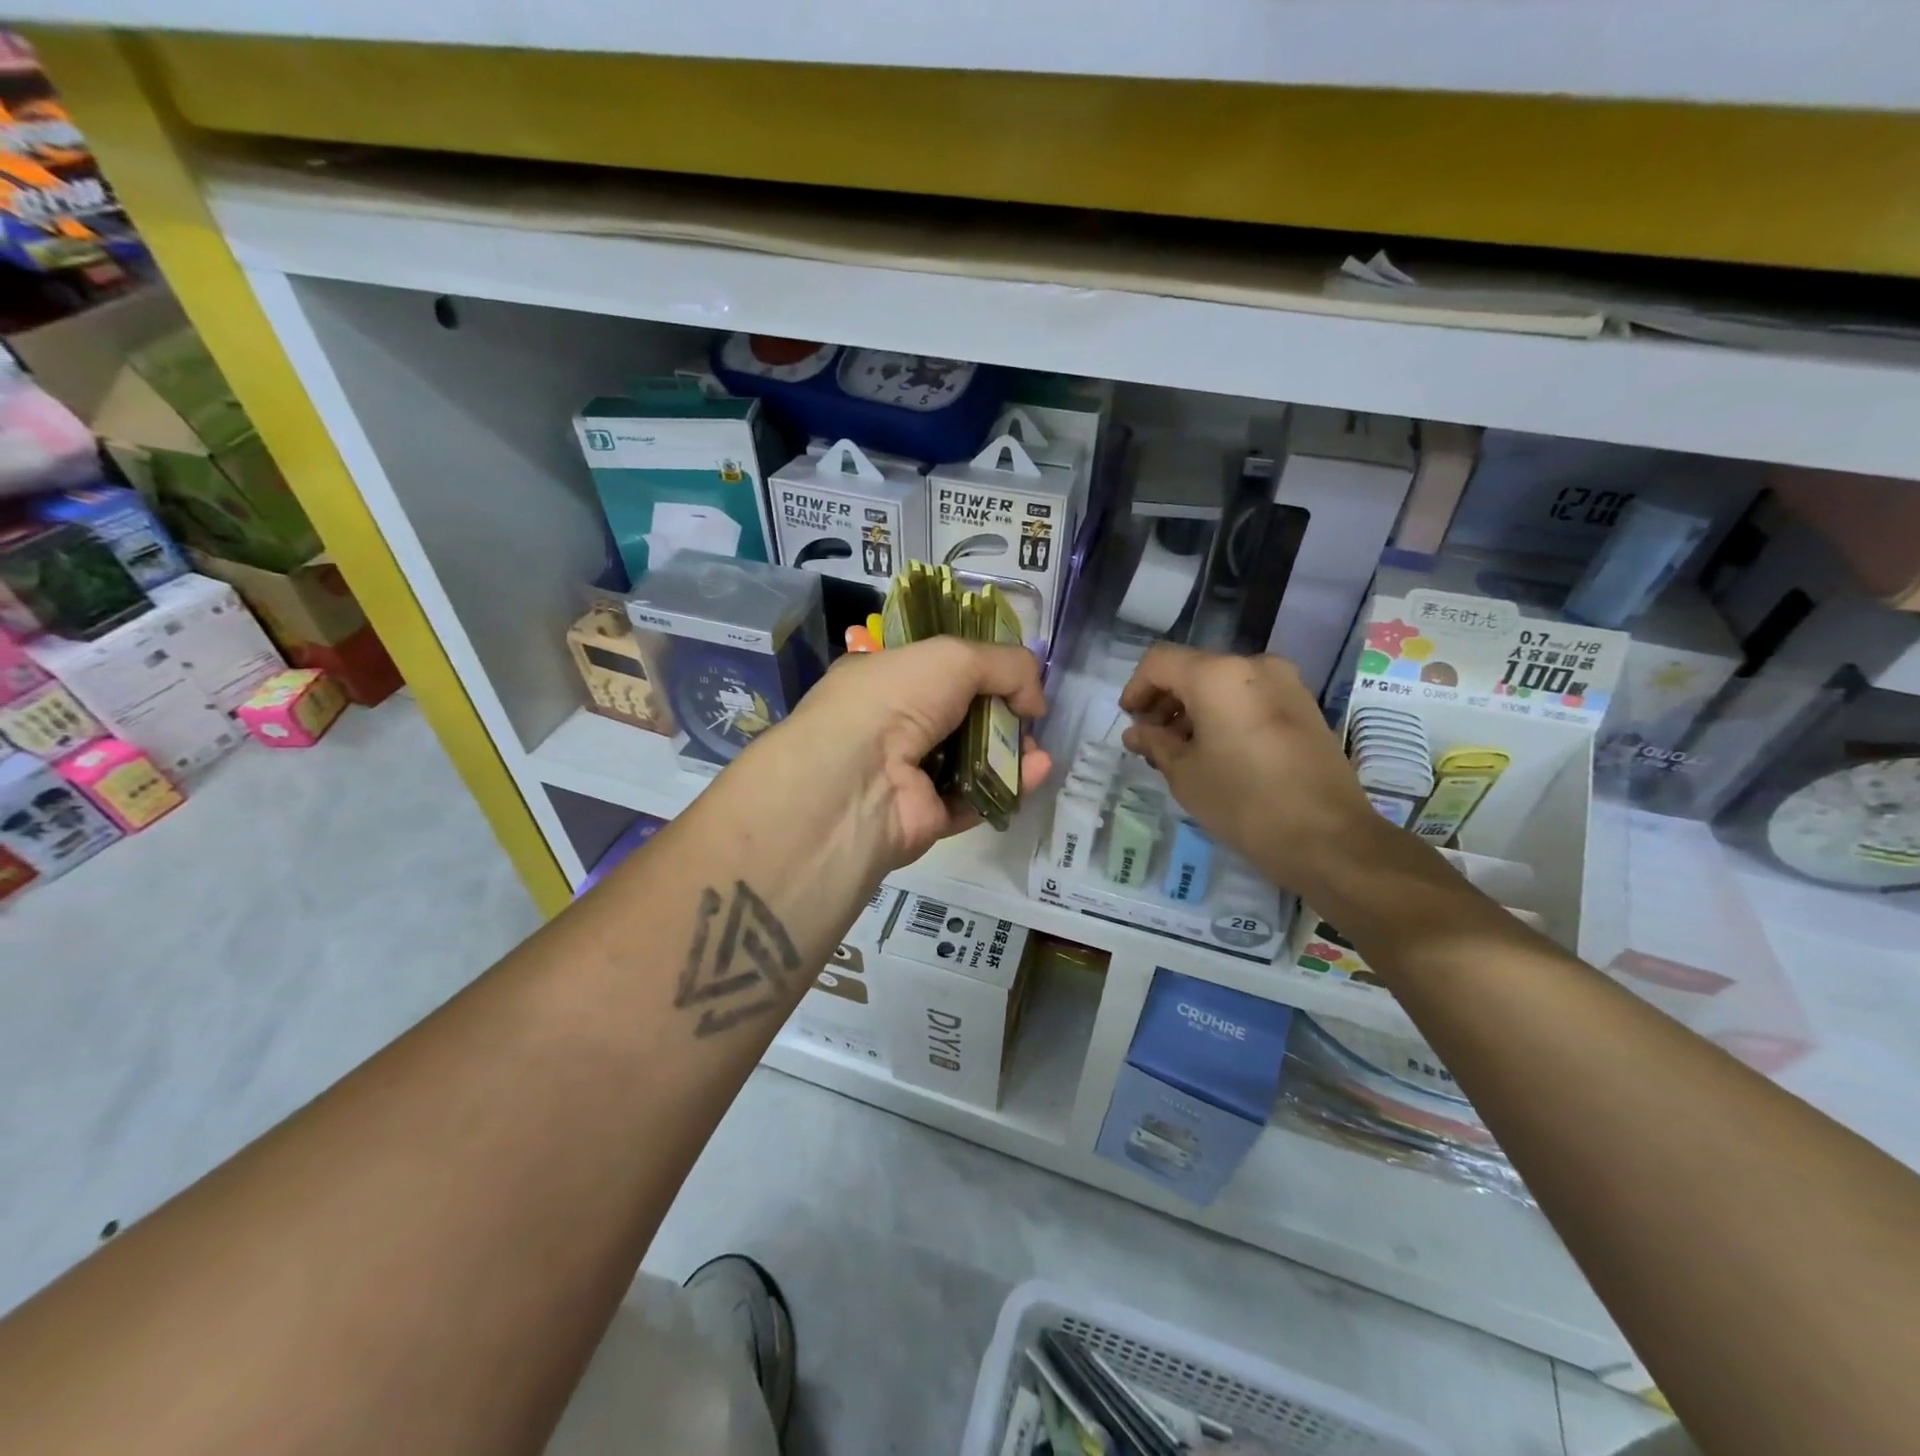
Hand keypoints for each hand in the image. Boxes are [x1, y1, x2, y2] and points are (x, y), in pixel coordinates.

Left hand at [745, 637, 1051, 871]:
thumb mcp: (954, 656)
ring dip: (1009, 751)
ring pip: (970, 760)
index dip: (978, 669)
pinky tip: (1036, 772)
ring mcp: (906, 774)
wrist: (858, 779)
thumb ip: (1005, 665)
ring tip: (1038, 748)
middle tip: (1030, 717)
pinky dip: (1008, 785)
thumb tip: (1035, 701)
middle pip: (959, 716)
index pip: (935, 669)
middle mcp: (890, 725)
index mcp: (882, 679)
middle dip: (1000, 714)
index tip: (1015, 676)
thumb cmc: (896, 700)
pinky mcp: (925, 816)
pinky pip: (974, 797)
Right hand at [1120, 645, 1383, 898]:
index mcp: (1217, 675)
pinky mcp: (1304, 706)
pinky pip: (1250, 697)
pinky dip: (1224, 714)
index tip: (1130, 721)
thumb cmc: (1243, 802)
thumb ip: (1155, 743)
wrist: (1328, 837)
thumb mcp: (1185, 774)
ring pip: (1223, 683)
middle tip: (1151, 740)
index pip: (1159, 662)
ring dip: (1194, 708)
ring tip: (1181, 751)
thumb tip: (1136, 732)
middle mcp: (1253, 666)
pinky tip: (1216, 751)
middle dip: (1166, 700)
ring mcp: (1286, 683)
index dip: (1136, 688)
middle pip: (1193, 669)